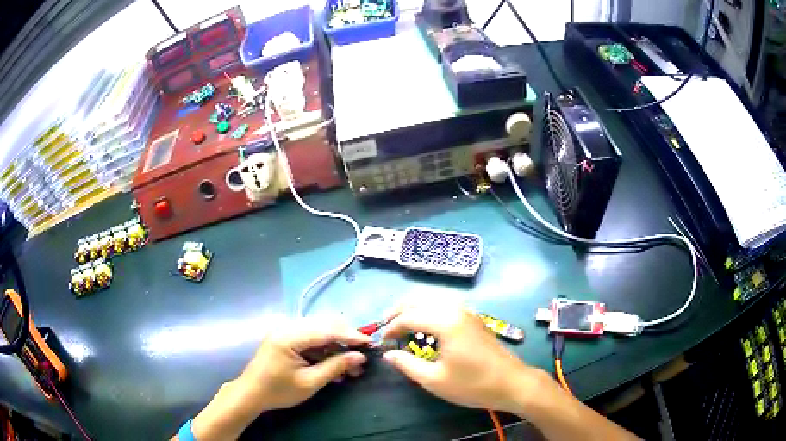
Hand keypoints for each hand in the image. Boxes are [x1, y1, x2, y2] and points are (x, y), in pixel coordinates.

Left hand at [236, 319, 371, 411]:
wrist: (251, 393)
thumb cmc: (278, 391)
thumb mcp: (309, 382)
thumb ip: (335, 367)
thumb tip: (360, 357)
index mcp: (290, 336)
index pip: (326, 329)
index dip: (350, 335)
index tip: (370, 344)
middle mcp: (288, 327)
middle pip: (324, 324)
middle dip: (346, 339)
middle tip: (361, 356)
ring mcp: (287, 331)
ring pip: (320, 330)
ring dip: (337, 345)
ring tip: (352, 365)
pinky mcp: (287, 338)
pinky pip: (312, 338)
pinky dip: (326, 349)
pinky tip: (335, 365)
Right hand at [381, 301, 550, 414]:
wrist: (512, 383)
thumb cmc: (472, 385)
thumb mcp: (434, 380)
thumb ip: (407, 364)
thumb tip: (388, 354)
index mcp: (445, 322)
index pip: (409, 317)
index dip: (391, 329)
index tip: (381, 342)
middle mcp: (456, 310)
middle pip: (420, 300)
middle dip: (399, 310)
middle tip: (385, 326)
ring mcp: (468, 312)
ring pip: (434, 299)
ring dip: (414, 308)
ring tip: (401, 323)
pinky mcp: (474, 318)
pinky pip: (446, 305)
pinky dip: (429, 310)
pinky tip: (426, 324)